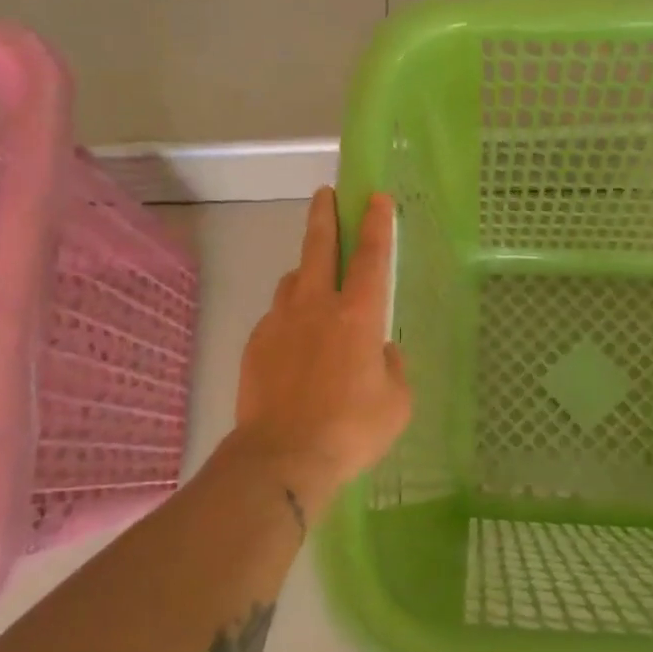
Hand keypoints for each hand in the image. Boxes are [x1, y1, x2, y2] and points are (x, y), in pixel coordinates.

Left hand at [234, 188, 411, 511]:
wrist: (282, 458)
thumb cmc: (350, 430)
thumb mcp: (396, 403)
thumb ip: (393, 368)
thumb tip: (382, 351)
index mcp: (357, 316)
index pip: (370, 256)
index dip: (376, 224)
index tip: (375, 197)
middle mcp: (317, 307)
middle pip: (319, 247)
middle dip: (325, 215)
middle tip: (326, 194)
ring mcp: (281, 322)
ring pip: (293, 279)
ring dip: (306, 270)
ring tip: (314, 279)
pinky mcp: (256, 343)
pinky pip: (277, 316)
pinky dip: (289, 315)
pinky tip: (295, 340)